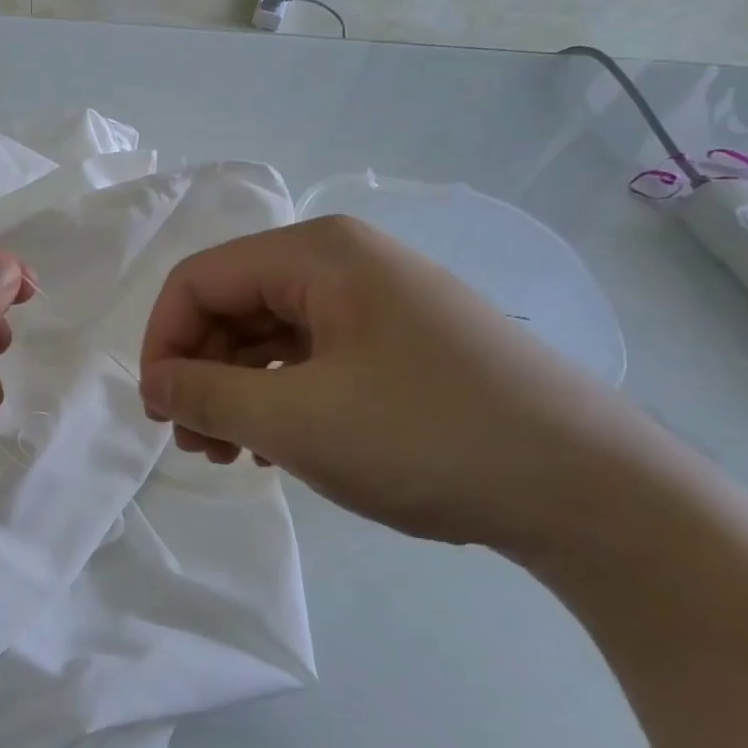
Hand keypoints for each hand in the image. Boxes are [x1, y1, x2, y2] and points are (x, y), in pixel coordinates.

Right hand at [137, 217, 682, 555]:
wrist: (592, 492)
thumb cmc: (429, 439)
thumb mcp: (297, 422)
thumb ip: (206, 397)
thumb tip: (155, 385)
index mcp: (318, 255)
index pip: (199, 280)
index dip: (163, 343)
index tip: (159, 411)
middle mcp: (343, 262)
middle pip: (232, 304)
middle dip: (200, 372)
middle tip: (195, 445)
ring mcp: (376, 302)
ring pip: (269, 335)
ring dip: (235, 391)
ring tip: (231, 455)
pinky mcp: (398, 343)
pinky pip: (310, 357)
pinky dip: (278, 397)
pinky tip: (277, 446)